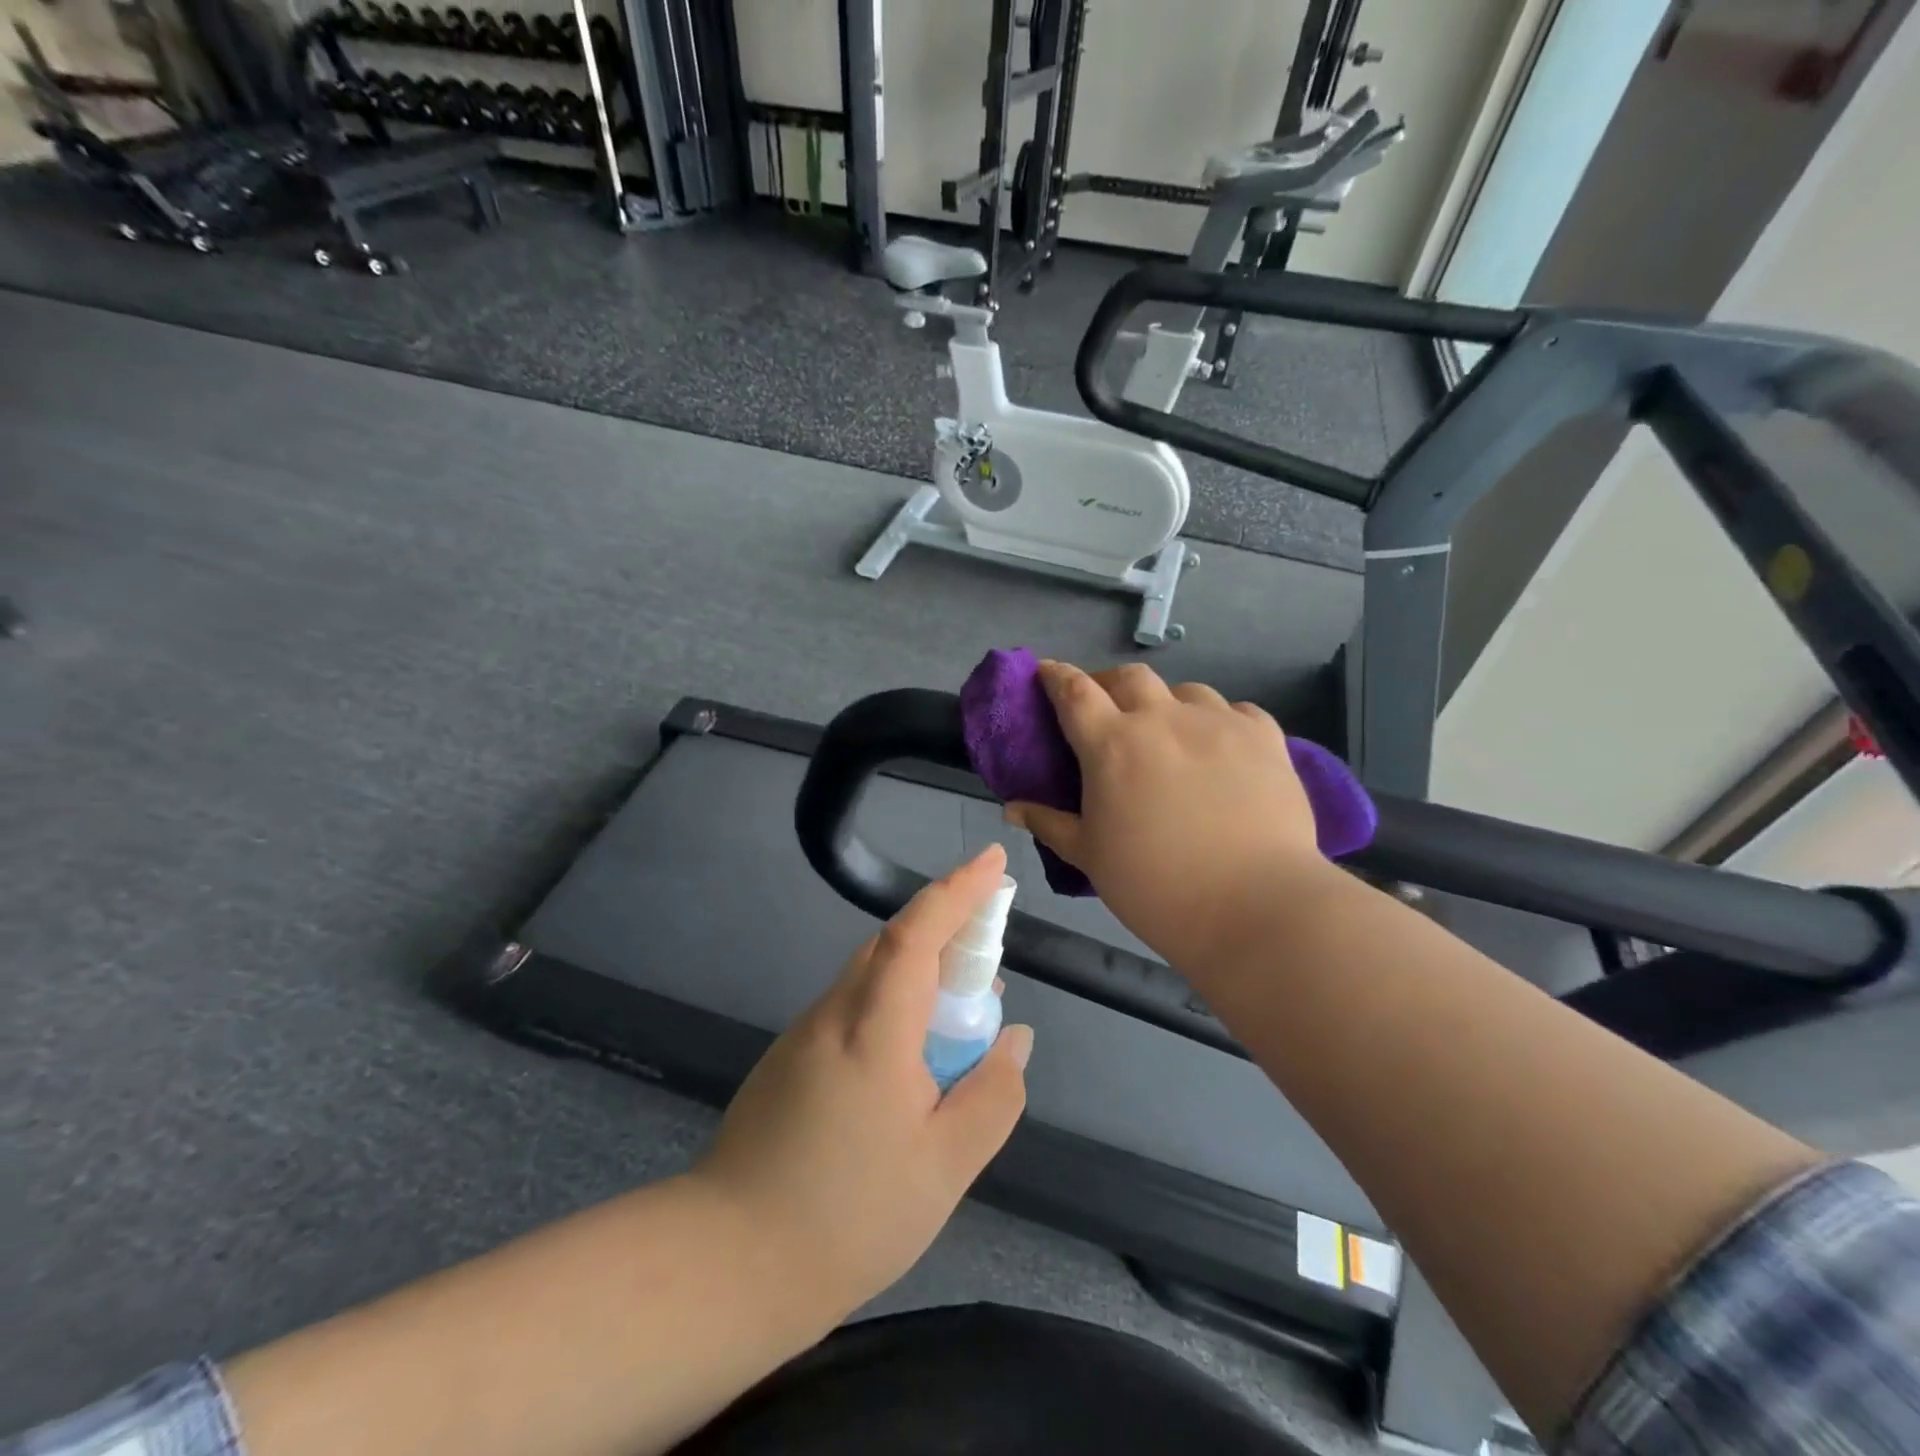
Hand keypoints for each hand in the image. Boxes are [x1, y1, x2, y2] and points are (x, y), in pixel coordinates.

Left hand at [691, 844, 1033, 1320]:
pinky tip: (913, 1060)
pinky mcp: (791, 1057)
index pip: (917, 934)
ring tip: (964, 1018)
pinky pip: (855, 1007)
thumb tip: (1014, 1038)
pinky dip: (895, 1006)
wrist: (728, 1263)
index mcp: (874, 1030)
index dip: (958, 891)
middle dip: (948, 931)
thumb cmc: (848, 1217)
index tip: (993, 861)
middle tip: (992, 959)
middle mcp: (834, 1014)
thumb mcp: (945, 1167)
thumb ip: (992, 1095)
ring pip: (873, 976)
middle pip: (893, 945)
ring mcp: (805, 1033)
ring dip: (922, 974)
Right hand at [1005, 661, 1330, 968]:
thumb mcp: (1091, 857)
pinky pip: (1235, 711)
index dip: (1056, 676)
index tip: (1046, 671)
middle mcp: (1162, 719)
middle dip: (1110, 683)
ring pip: (1185, 691)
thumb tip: (1012, 808)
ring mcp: (1218, 723)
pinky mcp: (1264, 737)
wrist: (1254, 905)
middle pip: (1129, 678)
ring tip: (1169, 731)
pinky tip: (1220, 747)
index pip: (1074, 692)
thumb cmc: (1156, 886)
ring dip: (1166, 703)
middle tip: (1107, 708)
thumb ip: (1050, 824)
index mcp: (1112, 745)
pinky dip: (1218, 721)